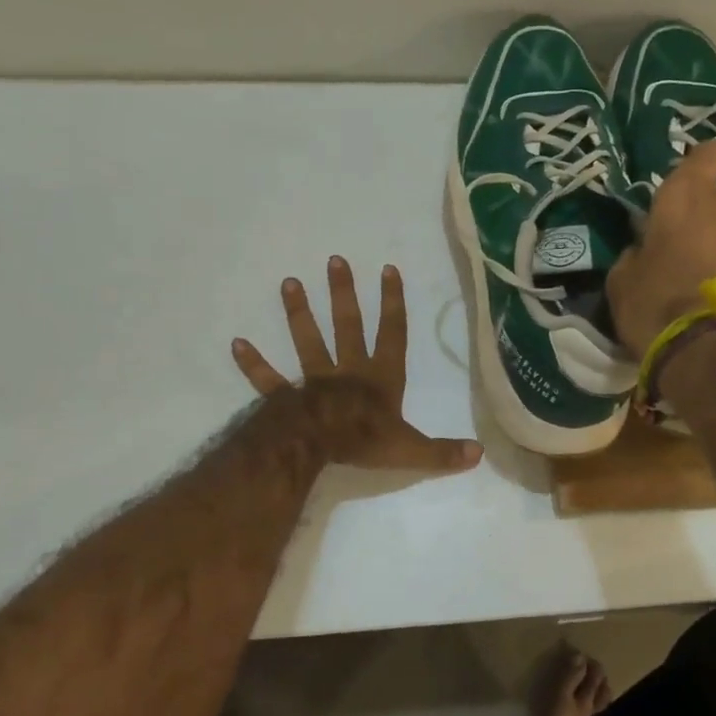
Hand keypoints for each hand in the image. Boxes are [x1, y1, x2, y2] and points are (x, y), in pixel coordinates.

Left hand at [232, 256, 482, 472]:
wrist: (316, 445)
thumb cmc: (364, 441)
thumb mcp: (411, 449)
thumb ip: (443, 451)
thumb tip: (478, 454)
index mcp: (380, 378)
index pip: (391, 333)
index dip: (392, 302)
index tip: (387, 269)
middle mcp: (348, 371)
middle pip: (346, 325)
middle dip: (343, 293)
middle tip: (334, 261)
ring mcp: (314, 380)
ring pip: (307, 341)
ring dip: (298, 313)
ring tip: (288, 282)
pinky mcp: (286, 396)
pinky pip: (268, 378)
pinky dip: (253, 363)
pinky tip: (236, 343)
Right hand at [606, 141, 715, 354]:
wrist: (709, 352)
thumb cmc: (654, 308)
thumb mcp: (622, 279)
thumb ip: (637, 250)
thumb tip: (647, 247)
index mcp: (683, 198)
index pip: (705, 155)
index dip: (700, 164)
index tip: (691, 181)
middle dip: (707, 217)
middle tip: (689, 250)